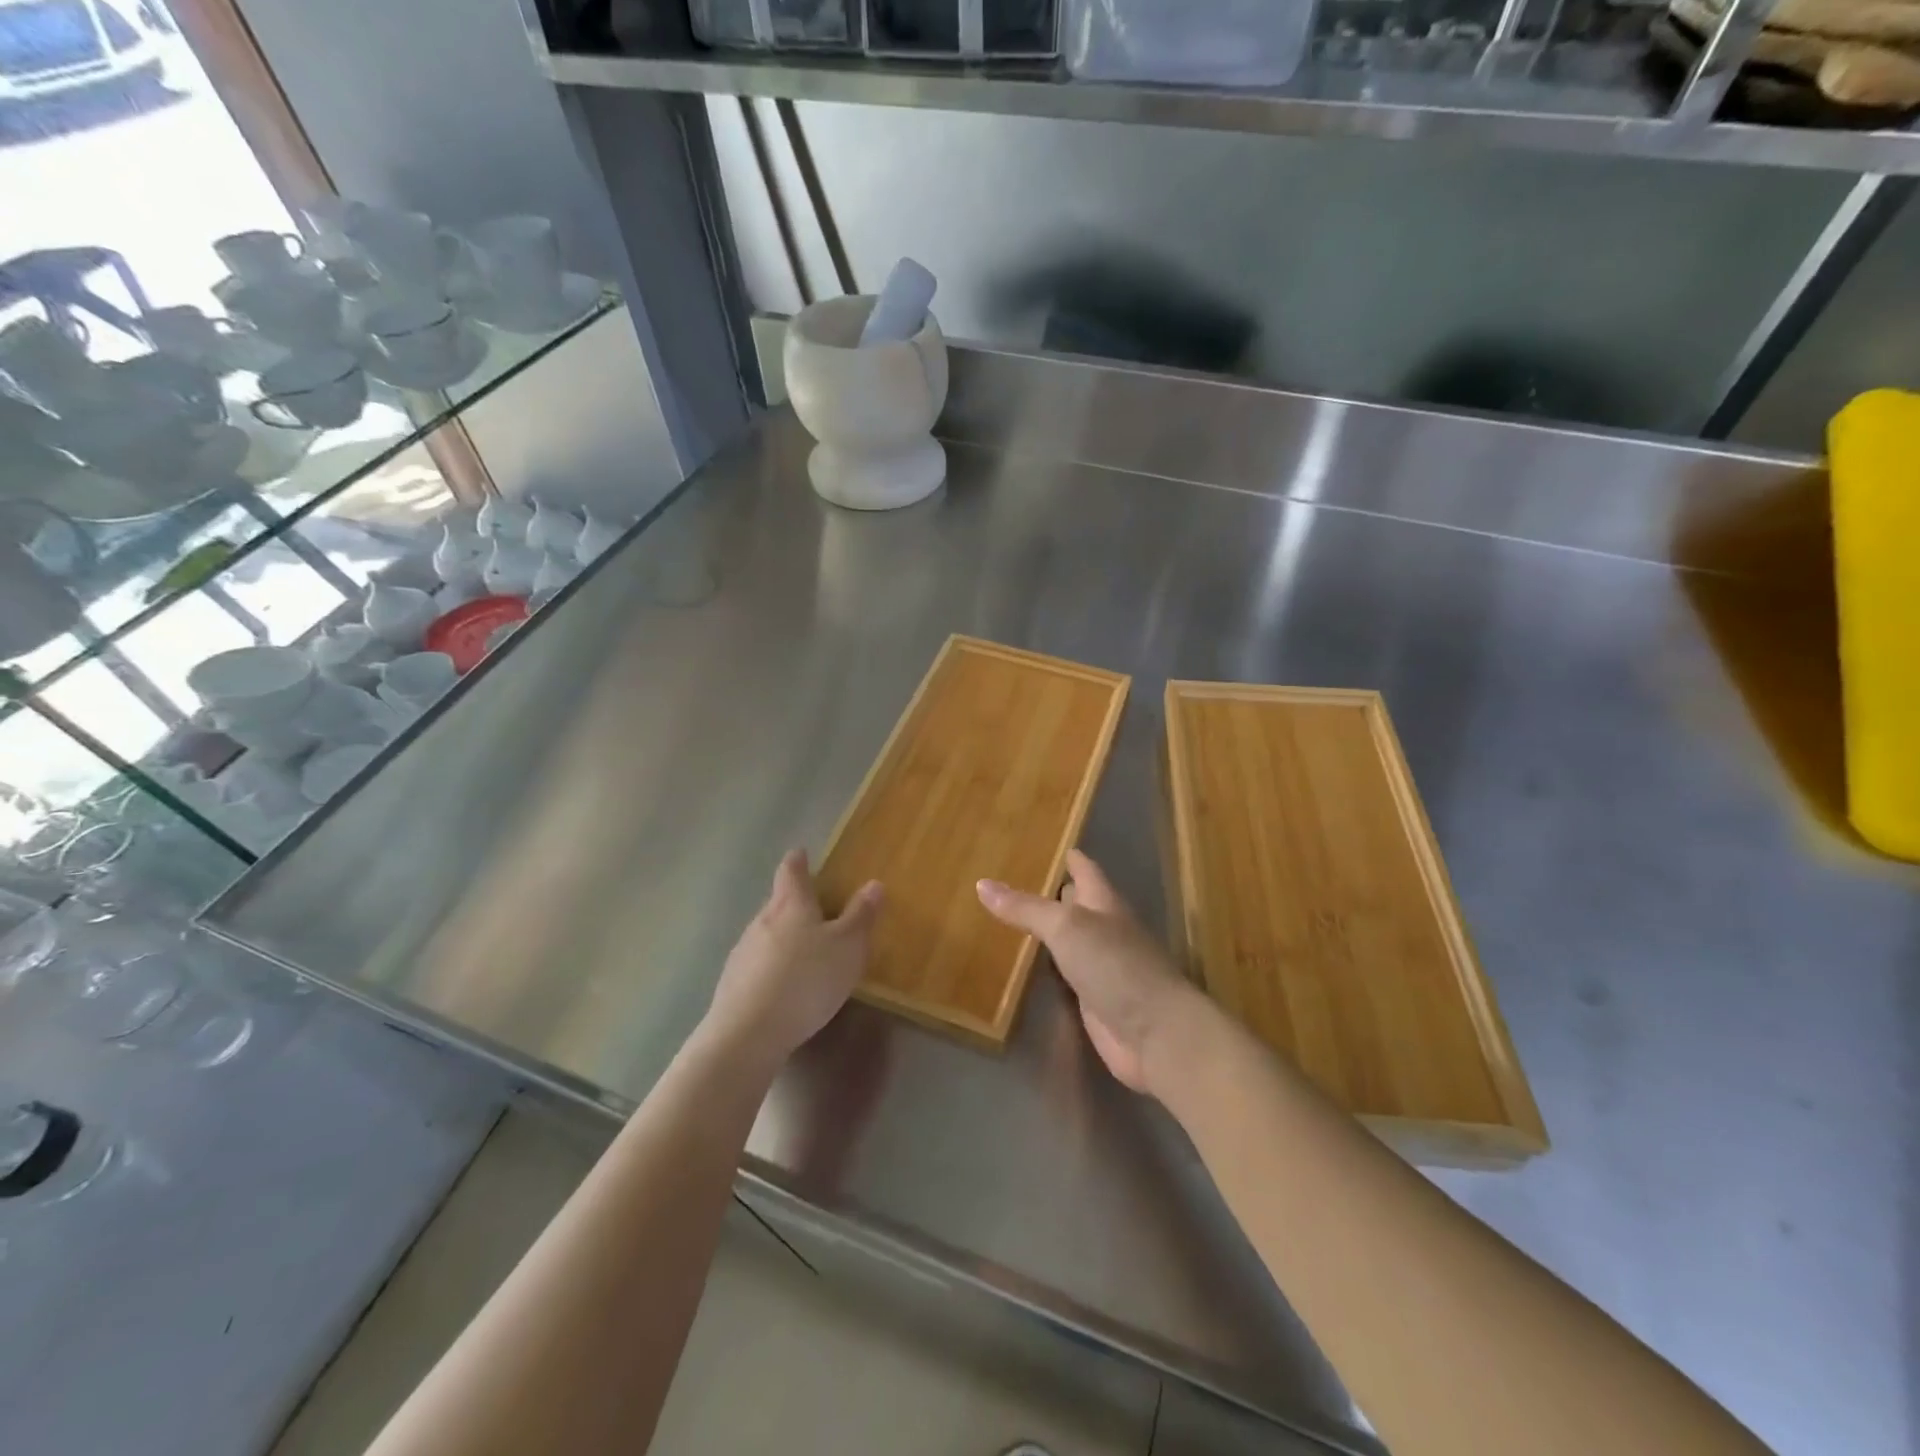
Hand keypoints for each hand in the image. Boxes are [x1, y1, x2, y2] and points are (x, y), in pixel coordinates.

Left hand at [706, 850, 881, 1068]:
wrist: (748, 1034)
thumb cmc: (806, 980)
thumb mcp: (848, 947)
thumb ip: (861, 916)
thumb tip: (874, 883)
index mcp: (791, 904)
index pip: (791, 871)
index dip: (798, 861)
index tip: (801, 853)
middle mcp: (762, 920)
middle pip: (777, 902)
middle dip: (793, 902)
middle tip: (814, 909)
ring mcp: (742, 952)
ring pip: (765, 934)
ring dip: (782, 937)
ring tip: (802, 951)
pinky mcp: (732, 984)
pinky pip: (756, 964)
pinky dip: (771, 967)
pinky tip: (783, 986)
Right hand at [977, 850, 1205, 1096]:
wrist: (1155, 1033)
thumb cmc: (1115, 965)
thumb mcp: (1066, 927)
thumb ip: (1026, 908)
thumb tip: (982, 883)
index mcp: (1105, 903)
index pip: (1086, 870)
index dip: (1070, 858)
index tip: (1048, 843)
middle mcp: (1106, 930)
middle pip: (1078, 904)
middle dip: (1054, 892)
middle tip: (1014, 879)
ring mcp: (1102, 967)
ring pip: (1071, 940)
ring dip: (1048, 931)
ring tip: (1010, 918)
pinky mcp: (1095, 1000)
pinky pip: (1066, 975)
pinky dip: (1048, 967)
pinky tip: (1027, 966)